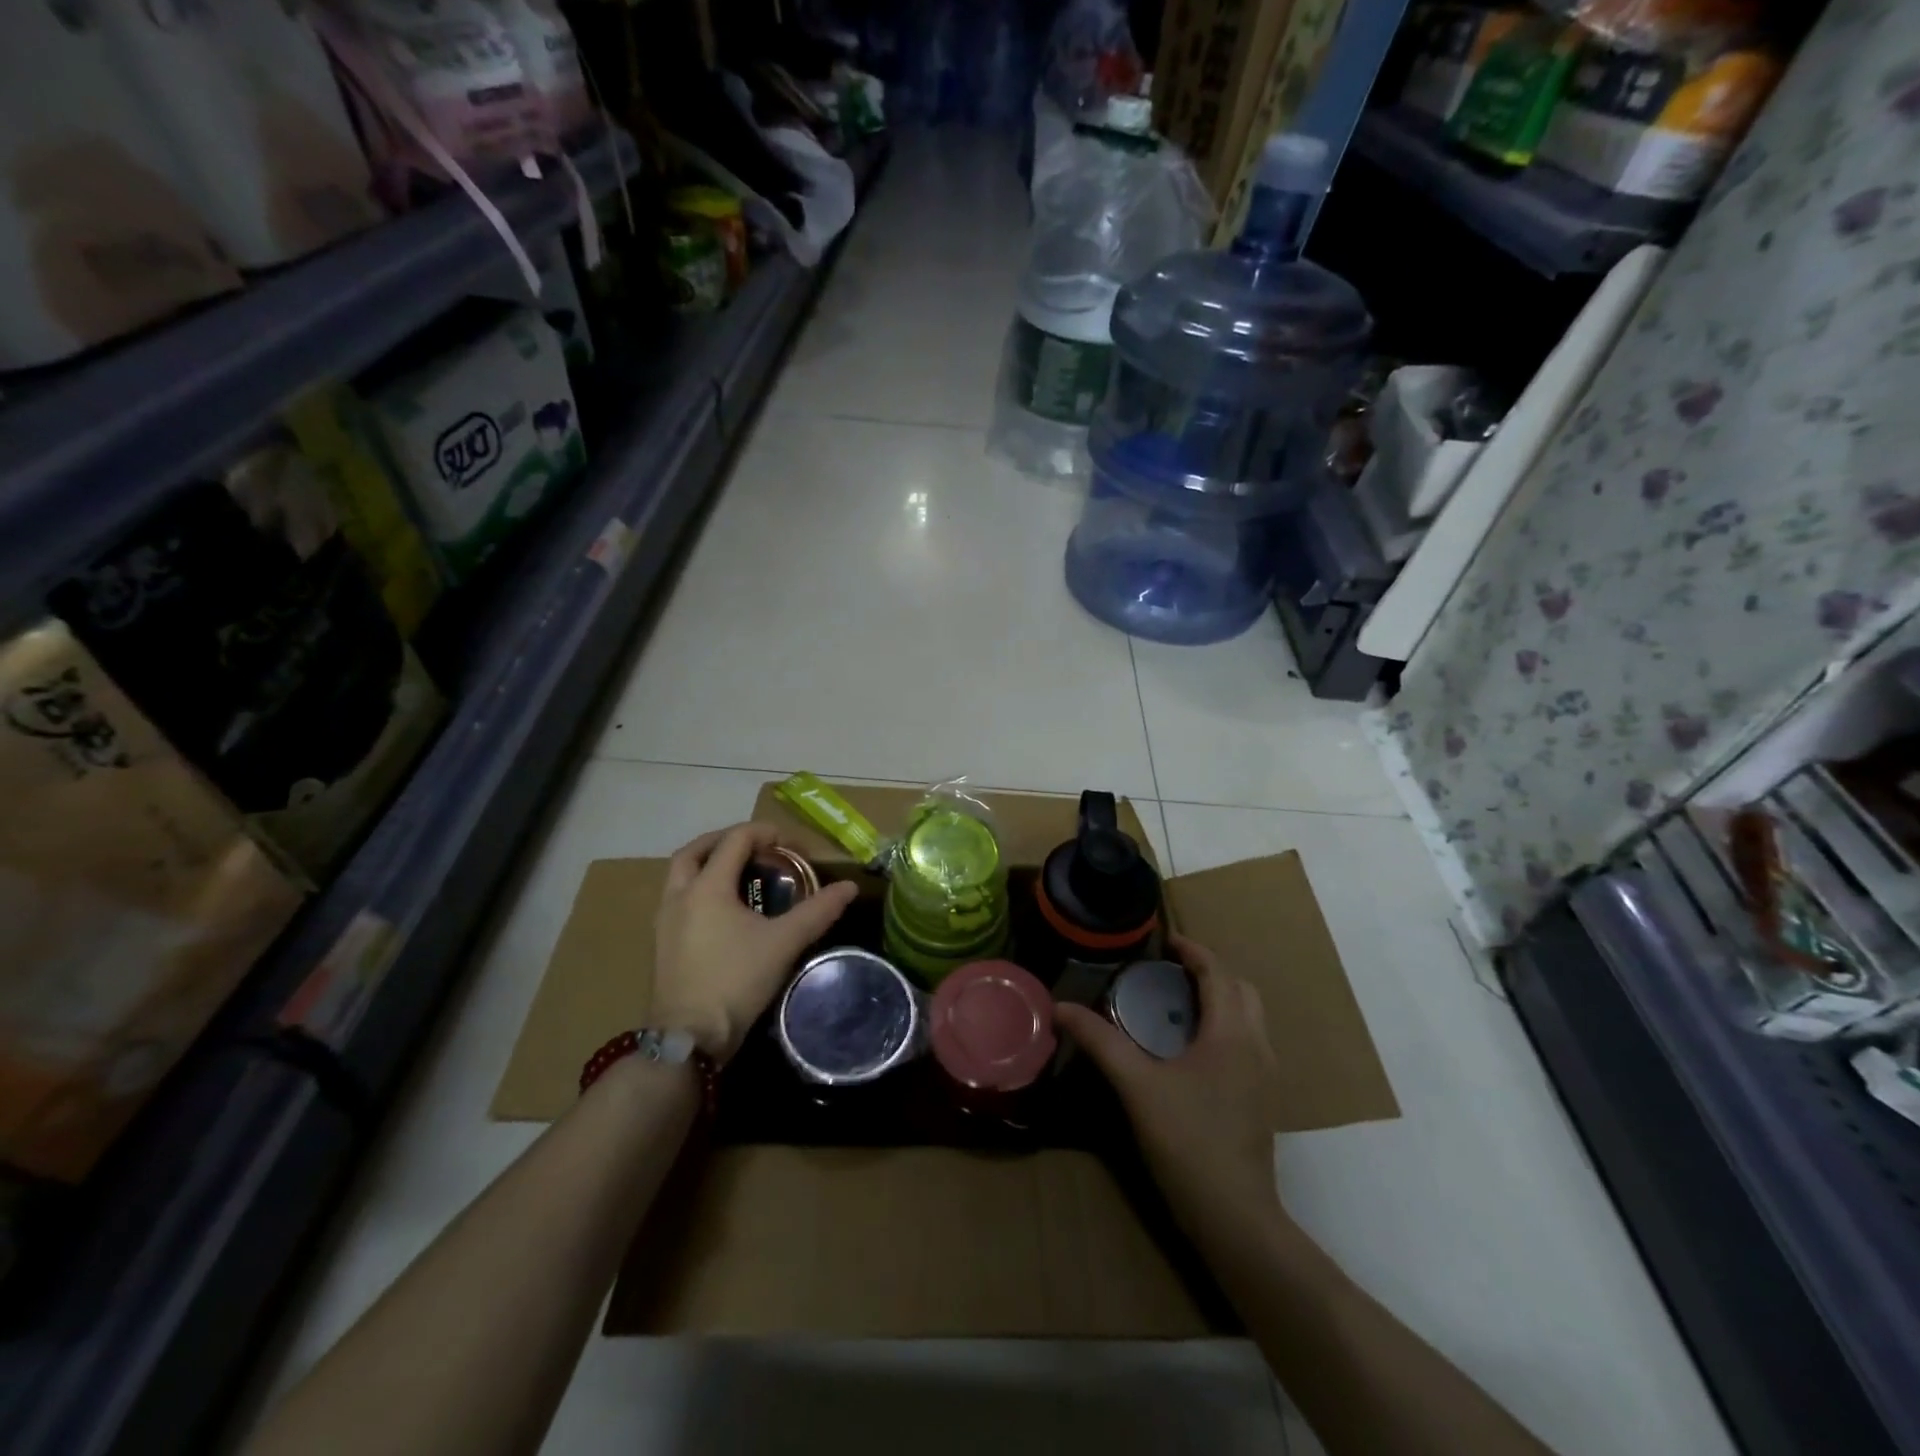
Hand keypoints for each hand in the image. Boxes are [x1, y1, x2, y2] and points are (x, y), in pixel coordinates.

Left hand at [652, 823, 857, 1064]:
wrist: (689, 1037)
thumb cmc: (736, 980)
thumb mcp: (784, 942)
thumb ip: (817, 911)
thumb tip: (850, 887)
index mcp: (707, 887)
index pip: (734, 840)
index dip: (765, 833)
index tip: (791, 846)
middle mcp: (679, 895)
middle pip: (696, 851)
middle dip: (725, 840)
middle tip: (755, 847)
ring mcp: (665, 920)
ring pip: (680, 875)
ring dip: (707, 864)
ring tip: (738, 874)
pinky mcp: (662, 943)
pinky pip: (677, 899)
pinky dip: (699, 889)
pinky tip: (721, 910)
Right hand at [1056, 935, 1283, 1235]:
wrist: (1235, 1217)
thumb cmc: (1187, 1141)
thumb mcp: (1137, 1086)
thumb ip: (1100, 1042)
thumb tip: (1060, 1007)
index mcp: (1231, 1033)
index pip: (1218, 973)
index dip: (1193, 950)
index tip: (1164, 940)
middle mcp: (1257, 1046)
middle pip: (1241, 989)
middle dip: (1210, 970)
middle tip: (1170, 969)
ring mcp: (1265, 1075)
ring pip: (1249, 1016)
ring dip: (1220, 997)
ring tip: (1179, 1001)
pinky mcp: (1262, 1099)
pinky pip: (1248, 1041)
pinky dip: (1225, 1025)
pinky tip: (1193, 1047)